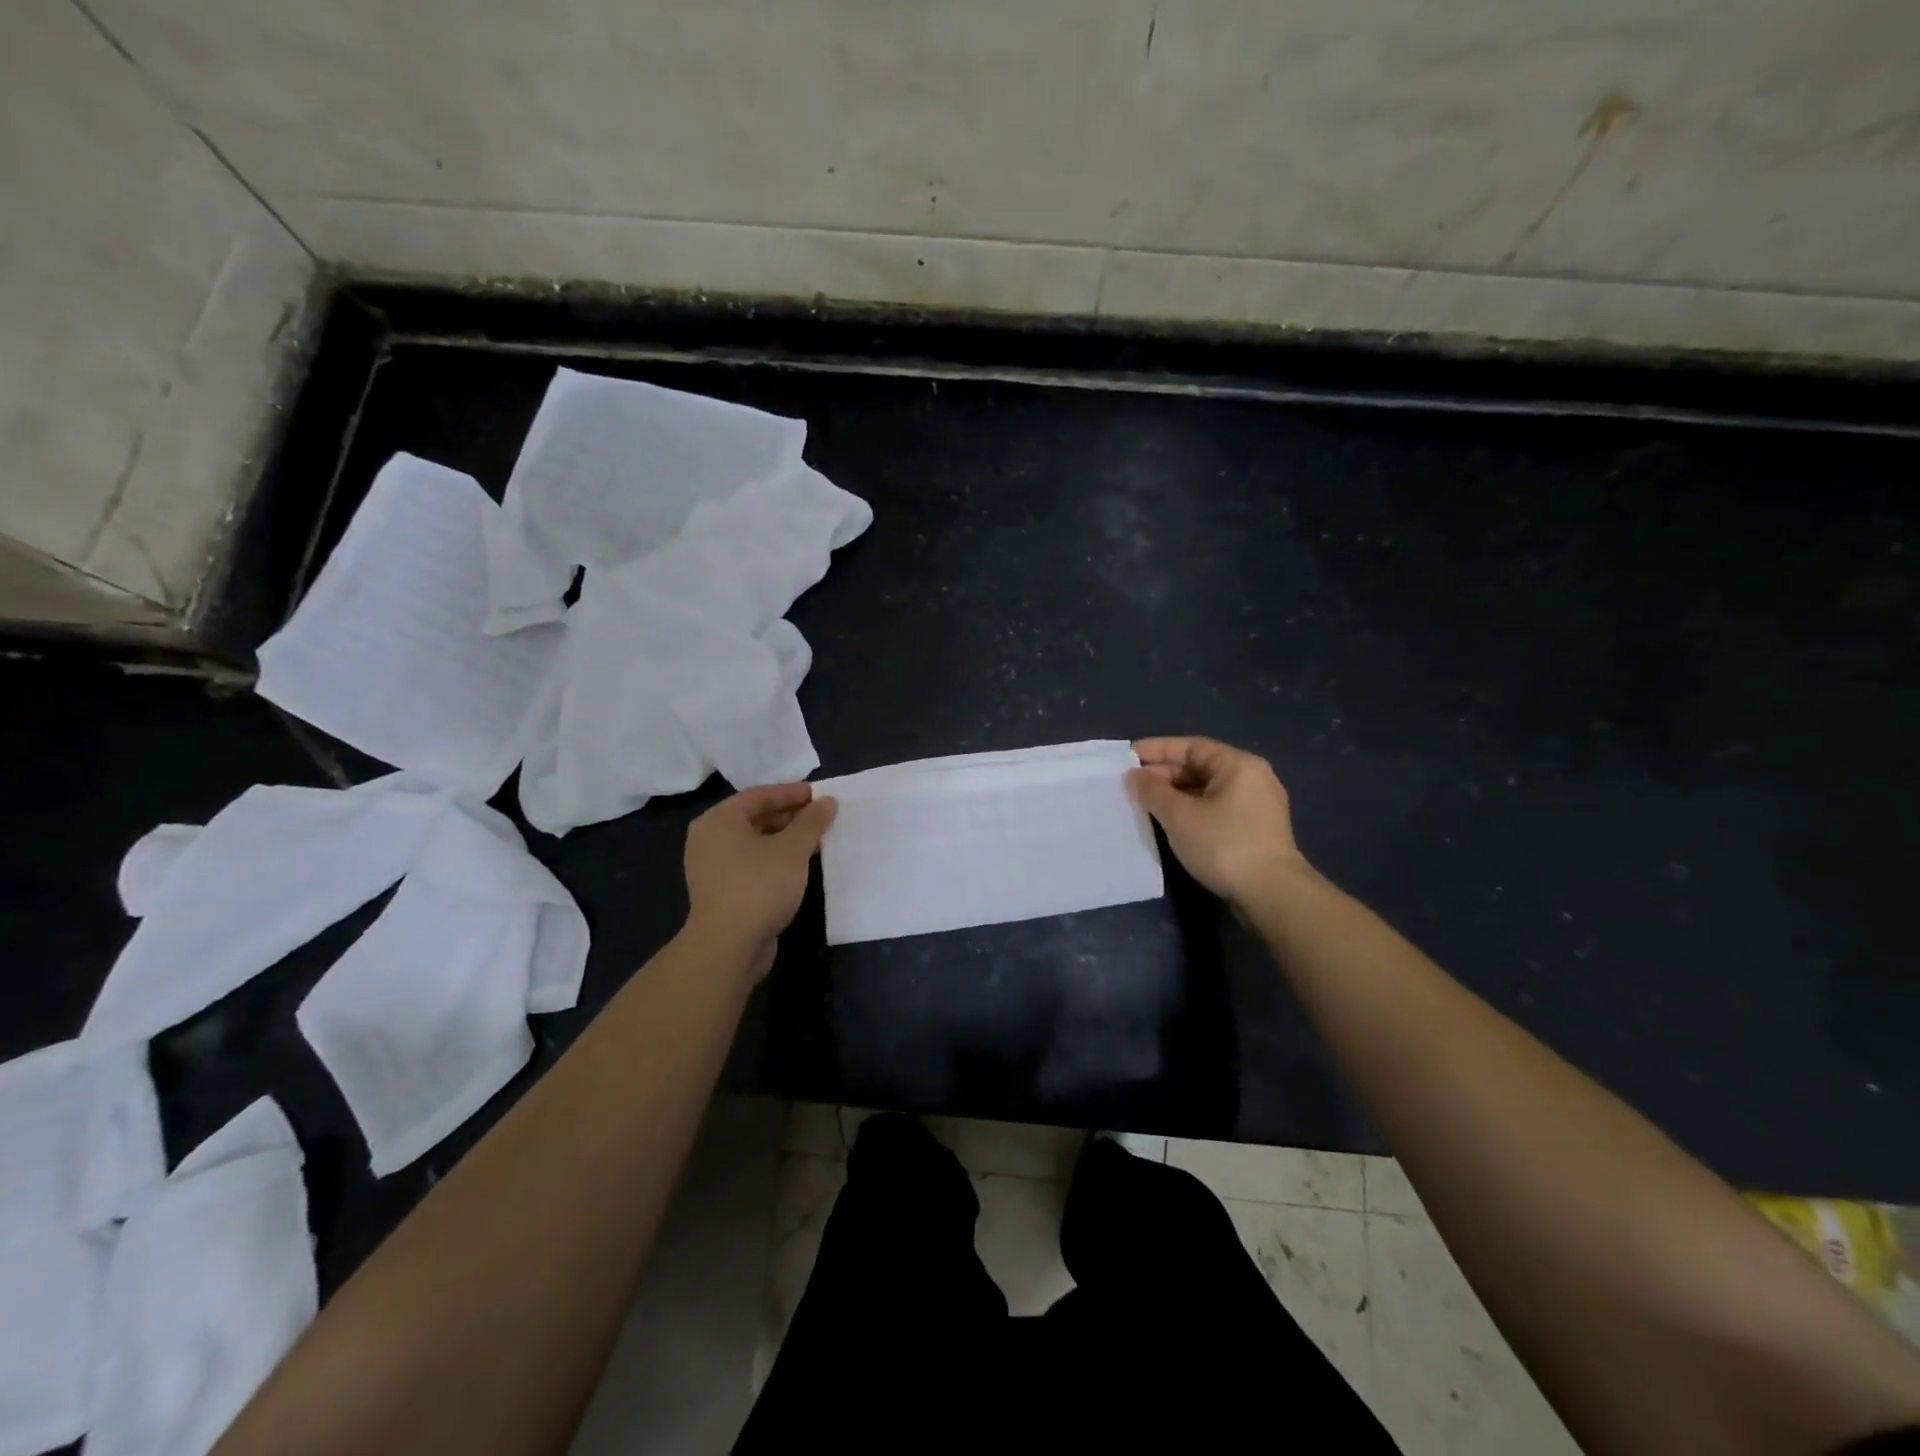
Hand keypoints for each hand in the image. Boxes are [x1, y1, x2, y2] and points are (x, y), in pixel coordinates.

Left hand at [683, 783, 837, 978]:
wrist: (728, 947)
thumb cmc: (759, 886)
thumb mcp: (792, 849)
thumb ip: (811, 822)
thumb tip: (827, 801)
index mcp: (719, 820)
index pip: (759, 795)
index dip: (791, 793)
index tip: (820, 795)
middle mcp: (710, 838)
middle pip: (755, 817)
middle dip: (790, 816)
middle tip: (821, 818)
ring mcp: (713, 866)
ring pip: (755, 842)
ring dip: (785, 839)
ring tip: (816, 841)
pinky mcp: (721, 890)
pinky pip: (751, 862)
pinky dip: (774, 858)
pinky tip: (799, 865)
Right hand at [1128, 737, 1307, 905]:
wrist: (1271, 894)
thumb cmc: (1223, 844)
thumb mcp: (1179, 815)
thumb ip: (1152, 791)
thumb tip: (1134, 775)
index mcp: (1238, 765)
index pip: (1191, 746)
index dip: (1157, 749)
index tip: (1128, 757)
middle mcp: (1252, 778)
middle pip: (1200, 767)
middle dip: (1164, 774)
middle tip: (1131, 784)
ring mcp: (1256, 806)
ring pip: (1207, 790)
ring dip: (1175, 795)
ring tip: (1145, 804)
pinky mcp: (1254, 830)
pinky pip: (1215, 808)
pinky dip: (1191, 810)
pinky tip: (1170, 822)